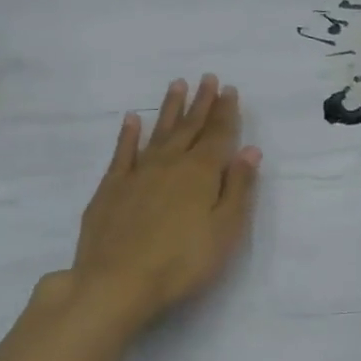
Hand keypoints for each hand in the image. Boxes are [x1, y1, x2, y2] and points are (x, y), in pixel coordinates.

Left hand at [49, 75, 260, 334]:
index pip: (218, 135)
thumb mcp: (226, 229)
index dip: (226, 112)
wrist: (116, 282)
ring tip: (177, 85)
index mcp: (202, 173)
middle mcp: (170, 164)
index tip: (229, 89)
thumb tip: (250, 150)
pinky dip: (129, 134)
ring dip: (170, 109)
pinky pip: (122, 153)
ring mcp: (137, 174)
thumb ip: (239, 188)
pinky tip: (132, 119)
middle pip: (190, 128)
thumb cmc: (183, 261)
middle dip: (202, 103)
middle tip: (208, 78)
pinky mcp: (110, 189)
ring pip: (159, 133)